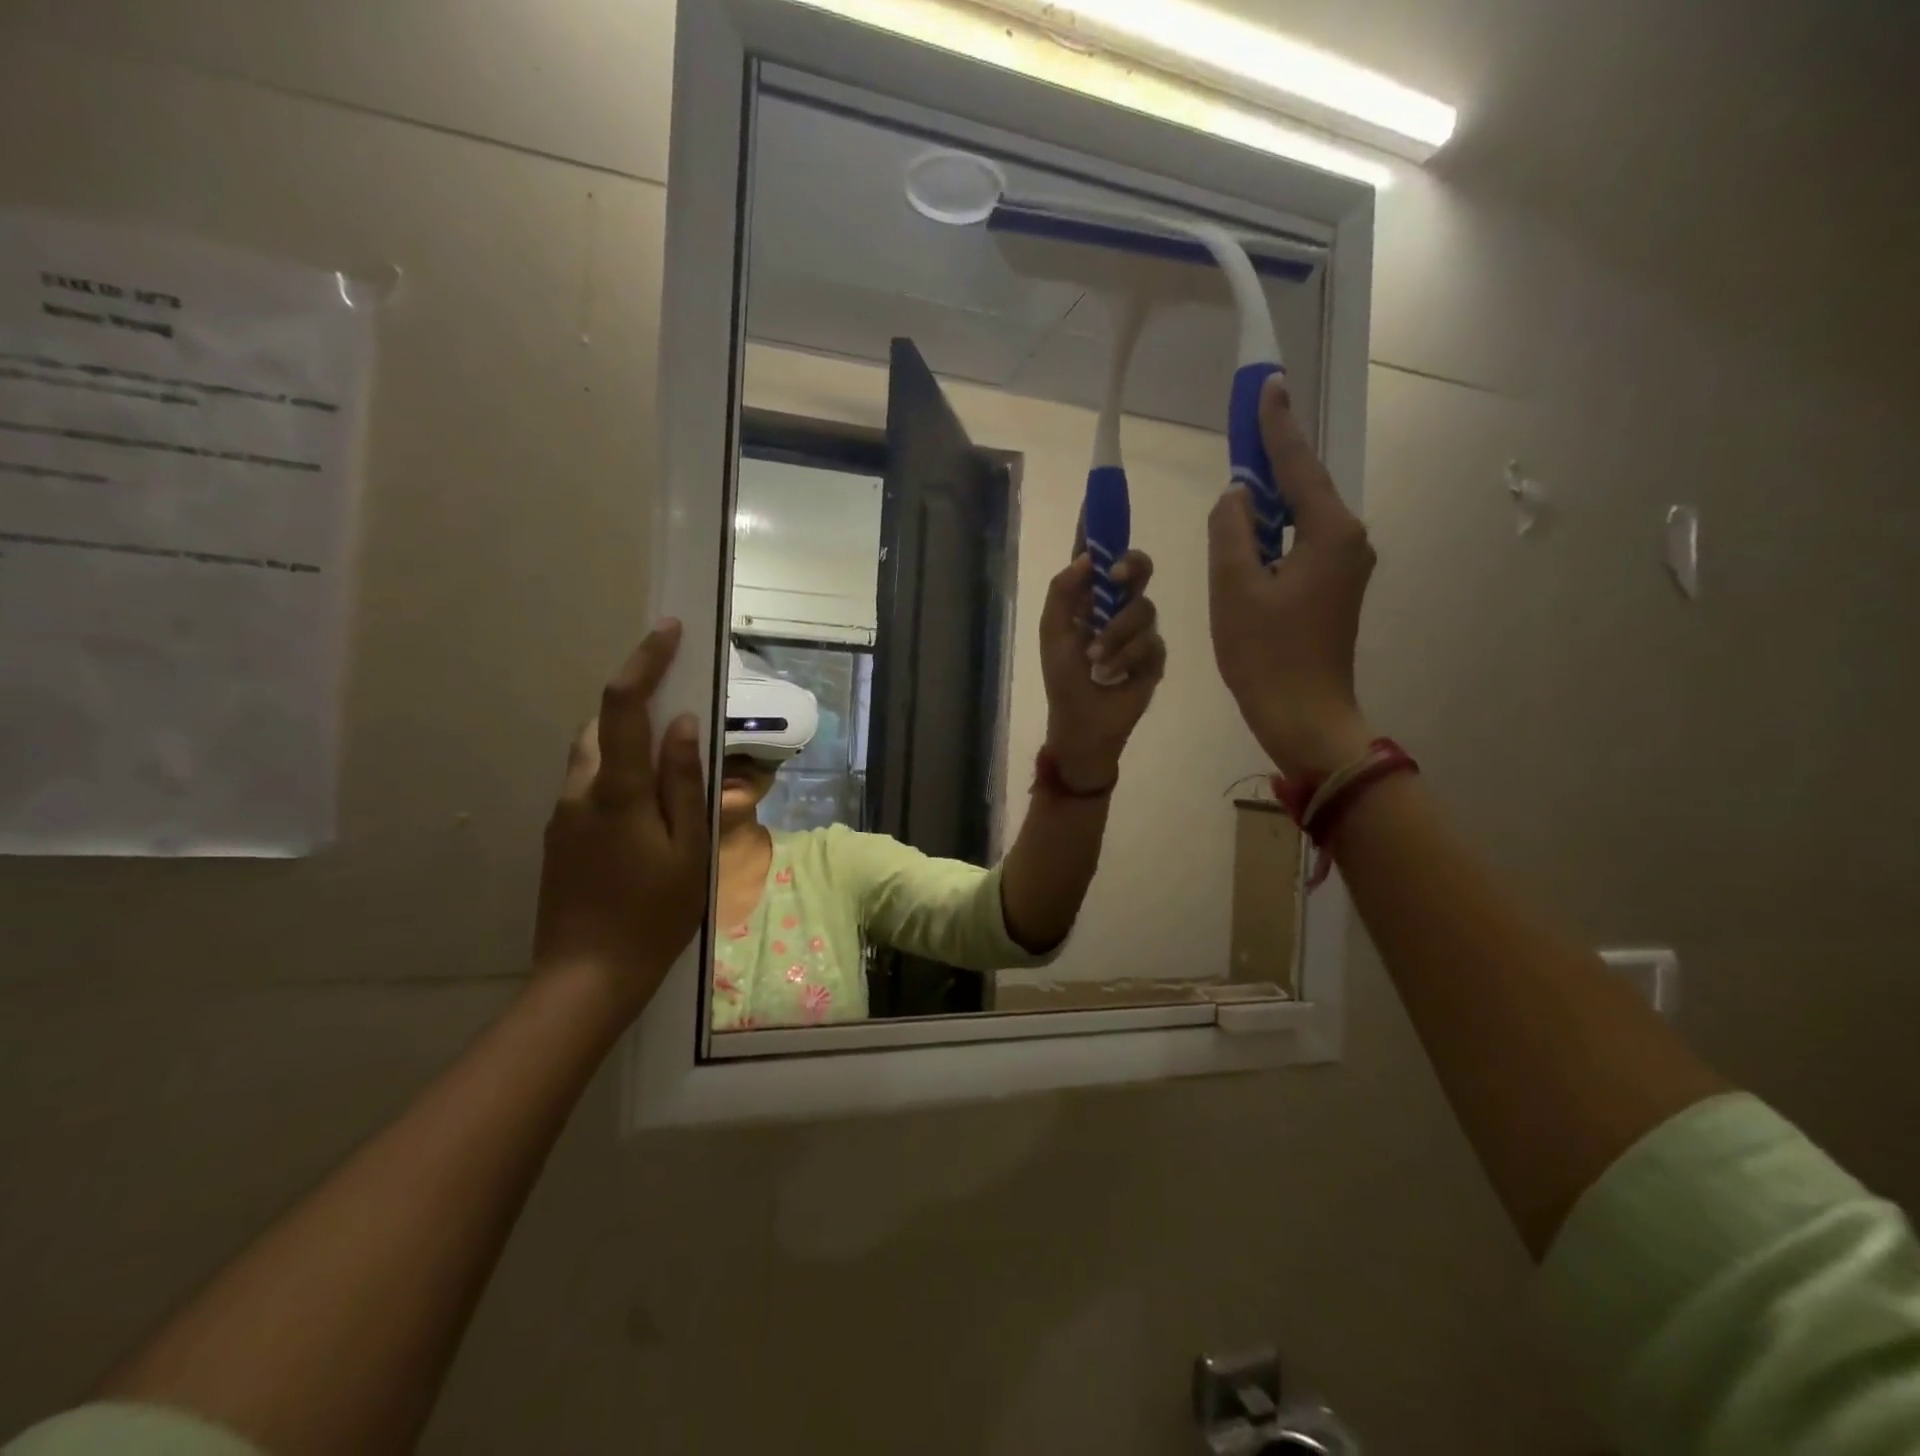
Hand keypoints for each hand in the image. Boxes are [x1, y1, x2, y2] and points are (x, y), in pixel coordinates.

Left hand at [533, 620, 710, 1019]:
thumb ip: (686, 783)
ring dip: (626, 742)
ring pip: (591, 755)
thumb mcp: (689, 849)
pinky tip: (645, 813)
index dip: (645, 661)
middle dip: (637, 706)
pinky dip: (616, 775)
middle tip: (681, 720)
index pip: (623, 705)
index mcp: (616, 791)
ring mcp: (562, 815)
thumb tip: (685, 725)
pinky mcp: (557, 837)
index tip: (668, 631)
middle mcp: (579, 791)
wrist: (586, 978)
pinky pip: (587, 785)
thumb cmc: (653, 914)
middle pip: (601, 725)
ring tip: (668, 769)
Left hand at [1039, 550, 1165, 790]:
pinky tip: (1115, 674)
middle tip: (1114, 578)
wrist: (1083, 723)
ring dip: (1117, 634)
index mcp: (1088, 599)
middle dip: (1129, 567)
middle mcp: (1116, 607)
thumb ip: (1062, 593)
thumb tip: (1084, 558)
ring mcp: (1138, 631)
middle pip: (1136, 569)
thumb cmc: (1063, 679)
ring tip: (1098, 660)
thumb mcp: (1053, 633)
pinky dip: (1128, 657)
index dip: (1099, 528)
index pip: (1095, 557)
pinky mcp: (1154, 656)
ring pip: (1144, 608)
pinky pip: (1152, 642)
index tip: (1099, 498)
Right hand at [1208, 376, 1375, 777]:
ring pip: (1300, 519)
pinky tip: (1248, 543)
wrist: (1302, 715)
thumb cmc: (1265, 653)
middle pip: (1303, 488)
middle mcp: (1349, 540)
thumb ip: (1230, 529)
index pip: (1297, 464)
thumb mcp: (1234, 587)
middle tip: (1241, 434)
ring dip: (1267, 507)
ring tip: (1235, 497)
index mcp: (1330, 532)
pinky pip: (1301, 546)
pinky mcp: (1336, 589)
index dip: (1276, 425)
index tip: (1267, 384)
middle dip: (1270, 464)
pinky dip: (1274, 537)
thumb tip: (1237, 496)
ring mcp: (1347, 567)